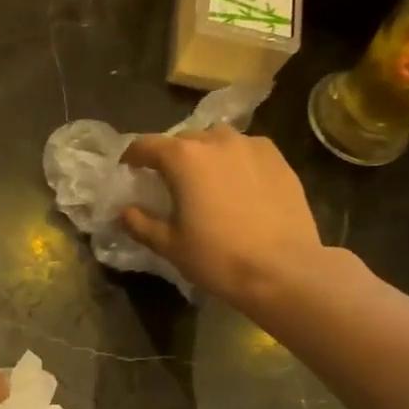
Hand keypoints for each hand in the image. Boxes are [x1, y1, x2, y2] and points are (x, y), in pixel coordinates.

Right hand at [120, 125, 325, 308]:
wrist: (283, 269)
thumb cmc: (217, 257)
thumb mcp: (169, 245)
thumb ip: (140, 223)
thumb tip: (124, 212)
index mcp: (183, 158)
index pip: (146, 145)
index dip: (132, 156)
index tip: (128, 169)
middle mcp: (217, 141)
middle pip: (184, 139)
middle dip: (171, 156)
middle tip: (168, 180)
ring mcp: (252, 146)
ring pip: (218, 140)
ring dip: (205, 154)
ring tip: (206, 179)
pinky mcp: (279, 159)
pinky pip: (247, 151)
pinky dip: (235, 161)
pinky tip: (238, 185)